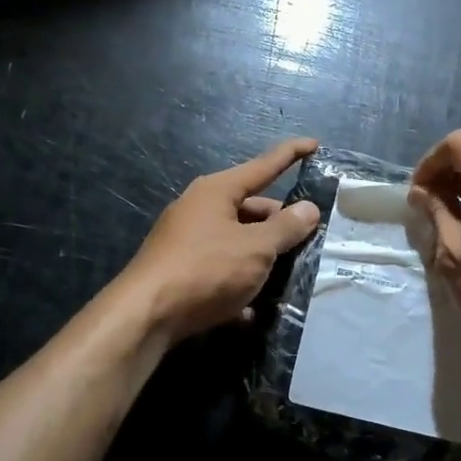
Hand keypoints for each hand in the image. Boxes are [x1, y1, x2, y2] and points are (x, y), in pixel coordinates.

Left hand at [121, 137, 322, 341]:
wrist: (146, 315)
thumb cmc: (206, 269)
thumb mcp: (256, 248)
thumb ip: (286, 227)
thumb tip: (308, 209)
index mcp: (217, 191)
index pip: (263, 165)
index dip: (291, 154)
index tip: (314, 144)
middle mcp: (199, 209)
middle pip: (251, 208)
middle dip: (279, 223)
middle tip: (308, 240)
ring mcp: (187, 240)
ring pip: (237, 242)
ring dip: (262, 257)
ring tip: (288, 276)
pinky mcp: (180, 270)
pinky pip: (220, 270)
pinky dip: (238, 284)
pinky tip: (252, 311)